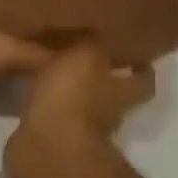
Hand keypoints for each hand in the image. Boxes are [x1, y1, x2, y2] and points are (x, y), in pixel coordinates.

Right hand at [4, 45, 154, 177]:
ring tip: (52, 73)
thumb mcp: (84, 56)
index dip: (141, 66)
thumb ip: (91, 41)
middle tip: (84, 58)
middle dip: (103, 80)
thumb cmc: (73, 97)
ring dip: (71, 95)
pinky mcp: (53, 142)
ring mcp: (81, 132)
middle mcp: (110, 114)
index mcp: (124, 92)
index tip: (132, 51)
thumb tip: (95, 29)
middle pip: (114, 95)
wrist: (47, 147)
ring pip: (82, 108)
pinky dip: (47, 109)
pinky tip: (34, 95)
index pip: (143, 78)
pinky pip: (53, 120)